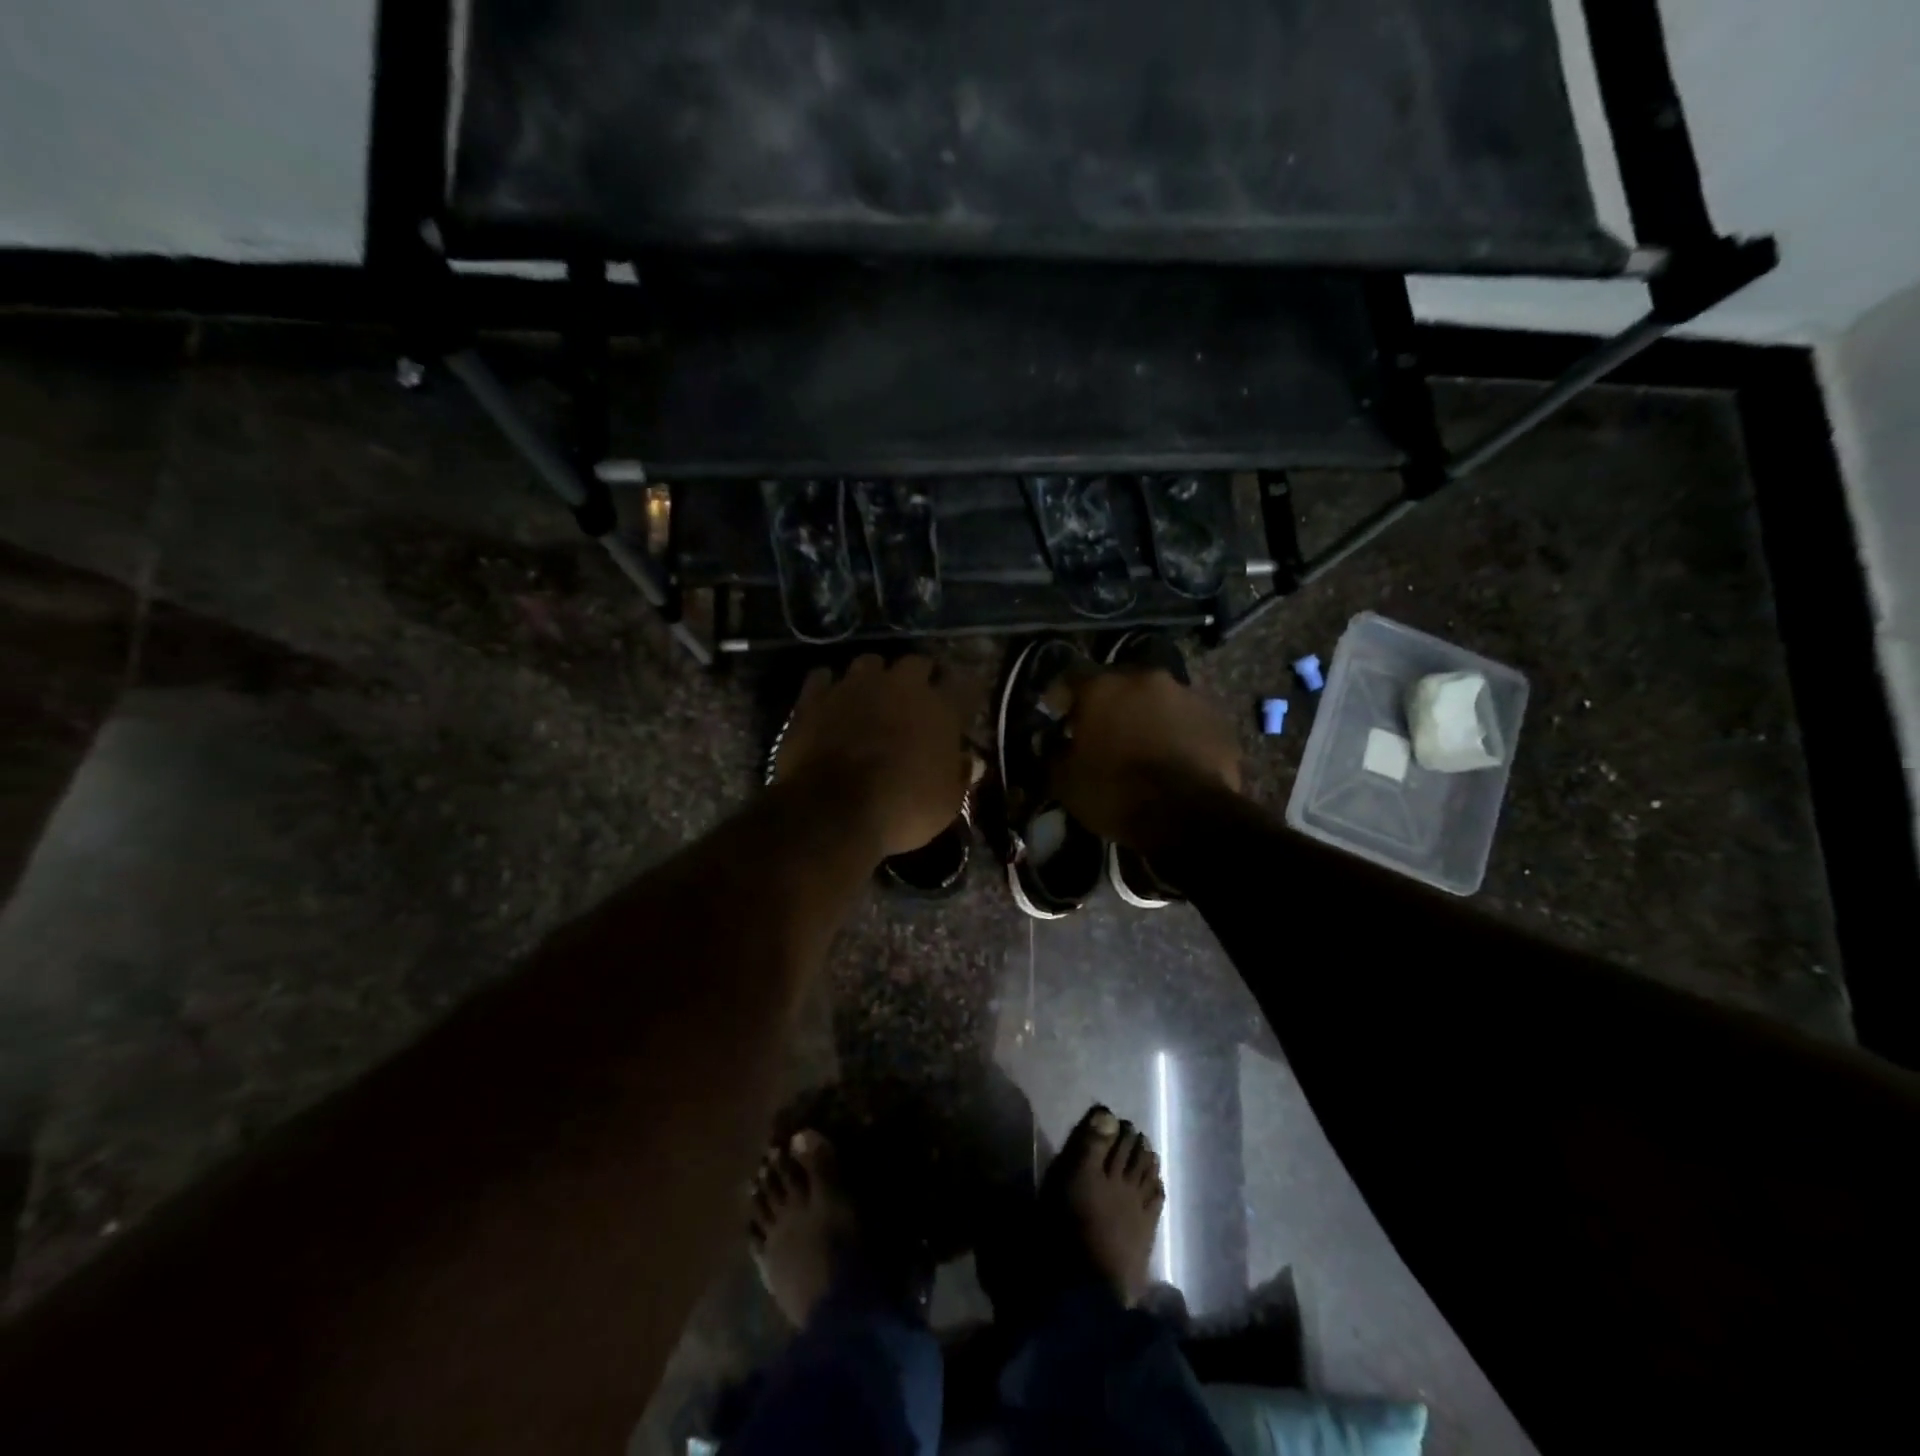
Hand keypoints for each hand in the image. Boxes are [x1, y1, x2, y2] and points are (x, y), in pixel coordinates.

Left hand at [771, 655, 973, 858]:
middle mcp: (900, 686)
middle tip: (917, 699)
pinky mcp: (815, 697)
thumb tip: (968, 760)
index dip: (965, 693)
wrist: (833, 811)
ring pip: (869, 662)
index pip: (965, 685)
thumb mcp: (947, 804)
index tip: (963, 705)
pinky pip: (823, 678)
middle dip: (920, 677)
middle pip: (916, 663)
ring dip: (874, 677)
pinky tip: (830, 703)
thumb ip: (960, 775)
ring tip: (872, 697)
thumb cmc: (902, 810)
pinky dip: (829, 687)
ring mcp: (855, 686)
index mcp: (940, 709)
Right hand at [1049, 666, 1241, 847]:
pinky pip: (1186, 721)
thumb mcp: (1065, 781)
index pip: (1070, 679)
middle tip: (1102, 732)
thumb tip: (1056, 744)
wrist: (1188, 816)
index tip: (1058, 718)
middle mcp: (1145, 679)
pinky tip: (1172, 758)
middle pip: (1119, 684)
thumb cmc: (1115, 793)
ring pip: (1157, 700)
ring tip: (1142, 746)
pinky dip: (1176, 733)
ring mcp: (1186, 695)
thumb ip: (1054, 753)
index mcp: (1102, 687)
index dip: (1061, 699)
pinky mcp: (1217, 719)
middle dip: (1109, 705)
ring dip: (1146, 716)